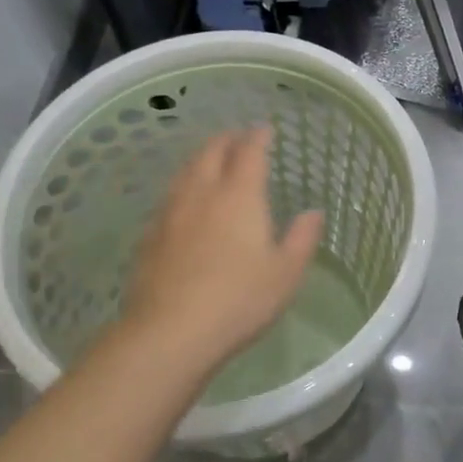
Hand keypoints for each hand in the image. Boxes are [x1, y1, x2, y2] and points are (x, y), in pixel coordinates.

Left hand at [117, 127, 323, 374]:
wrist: (169, 333)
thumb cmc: (239, 300)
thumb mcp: (286, 273)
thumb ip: (302, 238)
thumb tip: (313, 212)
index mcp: (239, 196)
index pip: (249, 152)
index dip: (258, 136)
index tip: (265, 129)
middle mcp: (202, 194)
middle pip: (211, 152)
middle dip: (227, 139)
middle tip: (238, 138)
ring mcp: (170, 213)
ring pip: (185, 171)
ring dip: (201, 158)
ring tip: (212, 160)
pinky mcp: (150, 236)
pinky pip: (169, 196)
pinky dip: (183, 186)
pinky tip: (186, 202)